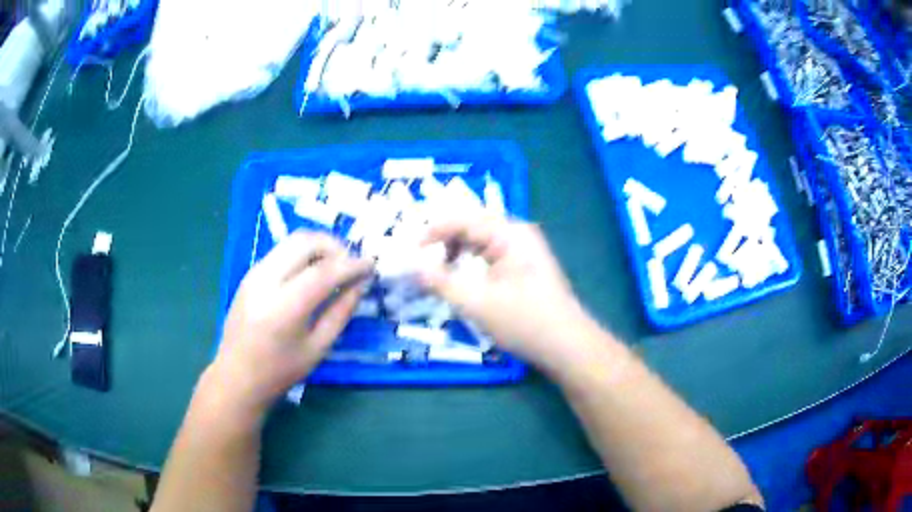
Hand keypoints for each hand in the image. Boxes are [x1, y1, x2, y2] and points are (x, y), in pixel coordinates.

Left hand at [211, 231, 372, 415]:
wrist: (236, 376)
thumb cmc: (280, 371)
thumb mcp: (318, 348)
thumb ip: (340, 313)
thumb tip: (358, 285)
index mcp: (284, 307)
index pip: (323, 271)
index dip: (351, 264)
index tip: (371, 265)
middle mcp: (266, 281)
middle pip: (305, 242)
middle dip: (334, 246)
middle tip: (351, 263)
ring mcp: (254, 273)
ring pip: (292, 241)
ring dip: (319, 247)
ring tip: (335, 265)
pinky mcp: (250, 273)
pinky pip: (282, 251)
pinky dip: (303, 254)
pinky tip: (312, 273)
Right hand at [418, 216, 599, 371]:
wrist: (567, 346)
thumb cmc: (524, 321)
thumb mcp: (476, 303)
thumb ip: (440, 281)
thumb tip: (412, 265)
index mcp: (509, 233)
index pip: (463, 218)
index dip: (433, 231)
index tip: (411, 252)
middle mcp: (518, 233)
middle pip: (471, 227)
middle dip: (444, 243)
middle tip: (423, 265)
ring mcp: (524, 250)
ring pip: (480, 243)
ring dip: (457, 255)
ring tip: (441, 277)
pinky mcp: (524, 267)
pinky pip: (491, 256)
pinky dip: (472, 266)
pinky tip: (463, 284)